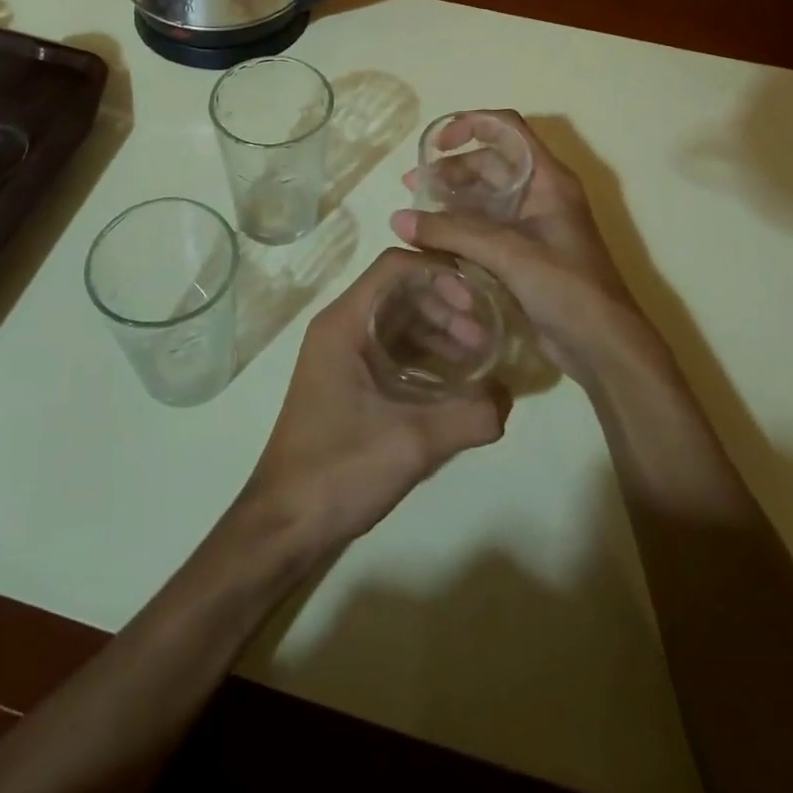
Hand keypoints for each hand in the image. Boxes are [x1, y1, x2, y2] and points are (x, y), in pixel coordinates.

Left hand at [242, 250, 509, 557]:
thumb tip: (508, 395)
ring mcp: (342, 355)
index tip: (476, 305)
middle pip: (400, 292)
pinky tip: (455, 383)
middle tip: (485, 339)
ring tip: (478, 360)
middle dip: (446, 307)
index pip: (395, 267)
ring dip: (438, 332)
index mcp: (344, 323)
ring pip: (398, 321)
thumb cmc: (338, 471)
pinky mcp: (348, 382)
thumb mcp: (412, 443)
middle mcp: (340, 328)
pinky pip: (392, 350)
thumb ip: (468, 415)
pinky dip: (425, 356)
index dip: (439, 274)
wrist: (284, 525)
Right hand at [391, 110, 663, 390]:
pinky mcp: (522, 255)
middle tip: (413, 187)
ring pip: (484, 199)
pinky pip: (484, 230)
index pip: (508, 129)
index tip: (438, 144)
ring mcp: (531, 226)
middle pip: (490, 164)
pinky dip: (458, 229)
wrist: (602, 346)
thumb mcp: (508, 253)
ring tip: (414, 214)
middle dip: (451, 170)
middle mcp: (539, 195)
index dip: (471, 124)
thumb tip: (398, 219)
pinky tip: (432, 241)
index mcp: (547, 179)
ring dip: (450, 201)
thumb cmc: (565, 287)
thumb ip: (452, 233)